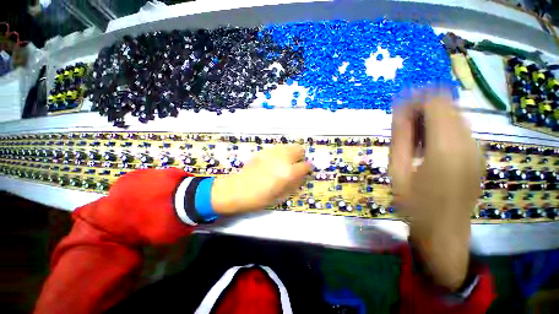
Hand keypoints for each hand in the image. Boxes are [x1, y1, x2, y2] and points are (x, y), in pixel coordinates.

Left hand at [211, 144, 311, 214]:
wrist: (237, 189)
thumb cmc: (259, 198)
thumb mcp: (281, 196)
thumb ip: (294, 184)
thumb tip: (301, 176)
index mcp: (289, 172)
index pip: (306, 165)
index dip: (308, 169)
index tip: (305, 172)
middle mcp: (283, 158)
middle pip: (299, 149)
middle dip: (300, 157)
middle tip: (295, 166)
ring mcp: (273, 152)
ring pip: (289, 146)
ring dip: (291, 153)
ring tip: (285, 163)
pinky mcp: (264, 151)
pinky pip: (278, 148)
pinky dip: (281, 153)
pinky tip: (275, 161)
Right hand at [389, 88, 482, 290]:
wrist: (444, 232)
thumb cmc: (414, 204)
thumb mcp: (398, 170)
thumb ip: (400, 138)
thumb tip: (400, 111)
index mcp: (447, 148)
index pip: (436, 103)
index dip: (415, 99)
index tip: (397, 108)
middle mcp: (469, 143)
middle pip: (447, 106)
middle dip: (421, 108)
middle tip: (401, 126)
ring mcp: (477, 149)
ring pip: (454, 116)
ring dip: (430, 119)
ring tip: (412, 139)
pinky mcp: (478, 155)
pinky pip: (458, 129)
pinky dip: (440, 129)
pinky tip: (427, 147)